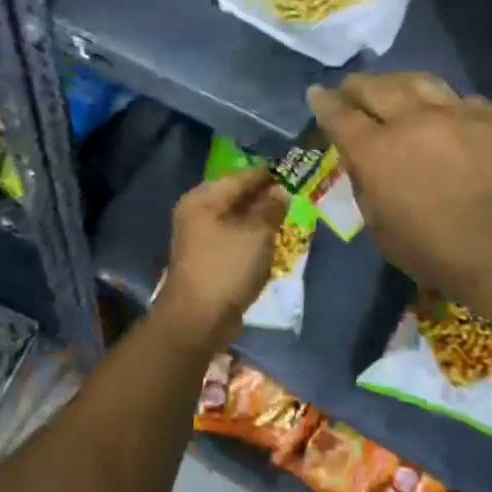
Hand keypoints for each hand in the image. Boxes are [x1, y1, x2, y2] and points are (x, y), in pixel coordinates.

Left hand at [154, 167, 289, 351]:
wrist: (197, 320)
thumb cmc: (226, 268)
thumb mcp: (256, 234)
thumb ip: (271, 209)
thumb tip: (281, 192)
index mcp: (204, 198)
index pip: (242, 176)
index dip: (268, 174)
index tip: (294, 172)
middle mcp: (197, 211)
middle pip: (237, 196)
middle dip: (264, 196)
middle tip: (294, 195)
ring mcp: (199, 235)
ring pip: (236, 217)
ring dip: (259, 217)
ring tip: (287, 216)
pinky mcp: (207, 256)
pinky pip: (233, 236)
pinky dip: (251, 235)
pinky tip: (270, 239)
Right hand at [307, 72, 491, 298]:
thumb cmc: (434, 250)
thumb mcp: (380, 228)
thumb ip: (365, 186)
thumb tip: (362, 162)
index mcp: (375, 150)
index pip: (340, 114)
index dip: (323, 101)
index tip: (316, 93)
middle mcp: (409, 119)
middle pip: (374, 87)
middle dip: (356, 86)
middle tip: (351, 89)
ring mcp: (451, 112)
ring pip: (417, 81)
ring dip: (397, 83)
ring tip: (394, 89)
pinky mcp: (486, 116)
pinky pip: (458, 98)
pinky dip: (443, 103)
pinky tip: (444, 112)